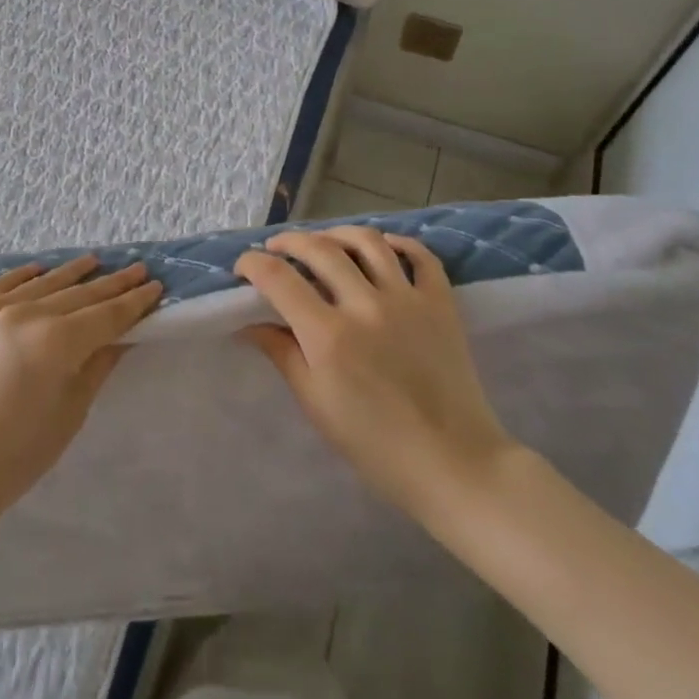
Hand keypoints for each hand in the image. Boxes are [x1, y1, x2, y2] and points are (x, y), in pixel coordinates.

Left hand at [0, 257, 162, 534]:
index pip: (106, 315)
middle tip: (138, 269)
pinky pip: (2, 283)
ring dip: (73, 272)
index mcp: (55, 342)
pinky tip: (42, 269)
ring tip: (96, 261)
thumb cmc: (14, 457)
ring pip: (43, 283)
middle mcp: (24, 313)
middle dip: (111, 283)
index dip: (134, 302)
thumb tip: (122, 335)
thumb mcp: (69, 413)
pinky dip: (25, 275)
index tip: (155, 286)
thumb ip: (98, 365)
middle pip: (79, 294)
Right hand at [235, 227, 512, 521]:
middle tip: (277, 249)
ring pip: (367, 241)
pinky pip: (420, 256)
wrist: (454, 464)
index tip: (243, 267)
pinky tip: (382, 247)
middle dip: (289, 242)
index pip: (278, 278)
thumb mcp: (316, 403)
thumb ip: (281, 353)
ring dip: (337, 234)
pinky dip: (399, 243)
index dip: (253, 264)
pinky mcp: (440, 303)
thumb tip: (247, 322)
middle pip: (319, 249)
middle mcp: (365, 305)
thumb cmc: (376, 445)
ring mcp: (407, 299)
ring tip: (324, 242)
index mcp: (328, 335)